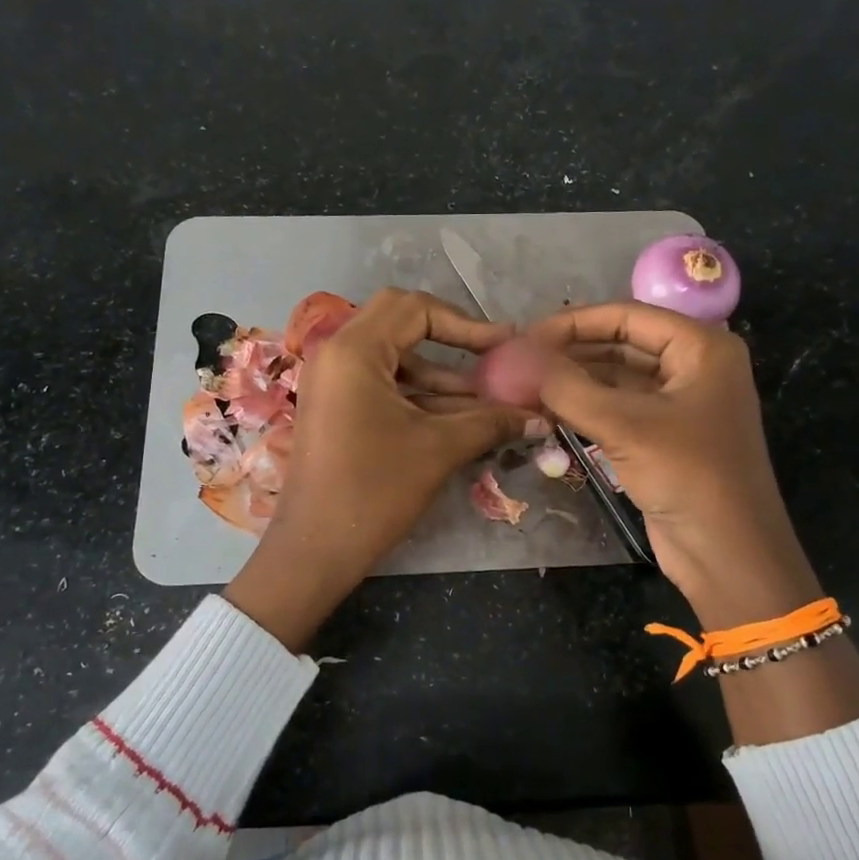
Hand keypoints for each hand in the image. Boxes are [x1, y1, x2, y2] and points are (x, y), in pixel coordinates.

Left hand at [225, 288, 534, 648]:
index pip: (416, 309)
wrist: (316, 550)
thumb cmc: (374, 491)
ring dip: (442, 377)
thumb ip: (491, 422)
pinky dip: (421, 396)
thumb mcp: (439, 449)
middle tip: (492, 358)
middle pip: (402, 324)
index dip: (467, 324)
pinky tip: (462, 417)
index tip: (505, 346)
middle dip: (452, 341)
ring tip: (492, 400)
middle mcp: (337, 353)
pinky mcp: (337, 407)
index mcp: (354, 350)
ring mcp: (333, 381)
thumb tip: (542, 416)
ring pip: (396, 359)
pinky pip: (384, 385)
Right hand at [523, 301, 820, 629]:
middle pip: (621, 344)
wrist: (728, 554)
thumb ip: (568, 387)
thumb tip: (517, 359)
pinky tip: (547, 411)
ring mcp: (679, 403)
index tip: (525, 336)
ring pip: (616, 378)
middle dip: (571, 352)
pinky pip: (618, 408)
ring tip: (524, 385)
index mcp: (701, 347)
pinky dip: (585, 408)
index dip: (574, 323)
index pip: (627, 316)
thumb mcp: (624, 425)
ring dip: (574, 381)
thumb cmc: (688, 475)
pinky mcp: (664, 436)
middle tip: (519, 362)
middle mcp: (693, 366)